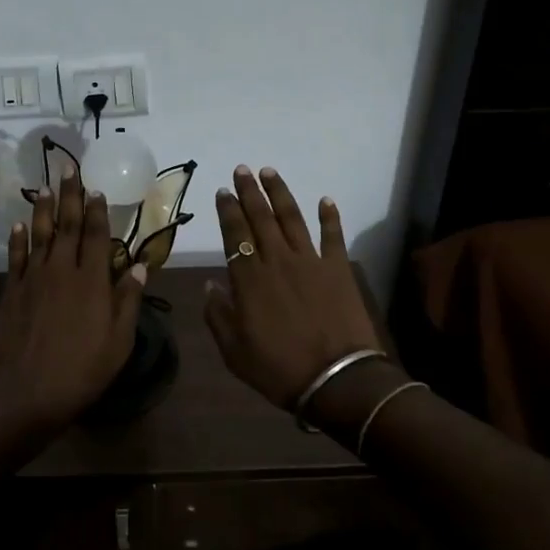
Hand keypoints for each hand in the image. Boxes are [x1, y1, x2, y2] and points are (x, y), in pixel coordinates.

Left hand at [0, 169, 145, 436]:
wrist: (25, 392)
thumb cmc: (81, 371)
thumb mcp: (118, 341)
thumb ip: (127, 299)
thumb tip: (138, 264)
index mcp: (91, 281)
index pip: (95, 235)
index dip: (97, 211)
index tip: (97, 189)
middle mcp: (62, 270)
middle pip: (66, 225)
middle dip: (70, 196)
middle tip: (69, 169)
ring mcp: (33, 279)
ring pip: (40, 234)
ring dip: (44, 209)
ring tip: (46, 187)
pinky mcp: (11, 291)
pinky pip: (16, 257)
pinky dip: (18, 239)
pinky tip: (19, 224)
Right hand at [203, 167, 382, 411]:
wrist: (337, 379)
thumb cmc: (279, 369)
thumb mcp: (234, 351)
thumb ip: (218, 315)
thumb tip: (211, 284)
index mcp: (249, 279)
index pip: (234, 235)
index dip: (228, 212)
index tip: (223, 192)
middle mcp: (277, 261)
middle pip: (260, 218)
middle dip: (249, 192)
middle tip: (242, 169)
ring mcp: (310, 262)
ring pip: (292, 218)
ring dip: (280, 193)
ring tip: (270, 172)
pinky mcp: (338, 269)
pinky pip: (333, 236)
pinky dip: (329, 217)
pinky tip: (325, 200)